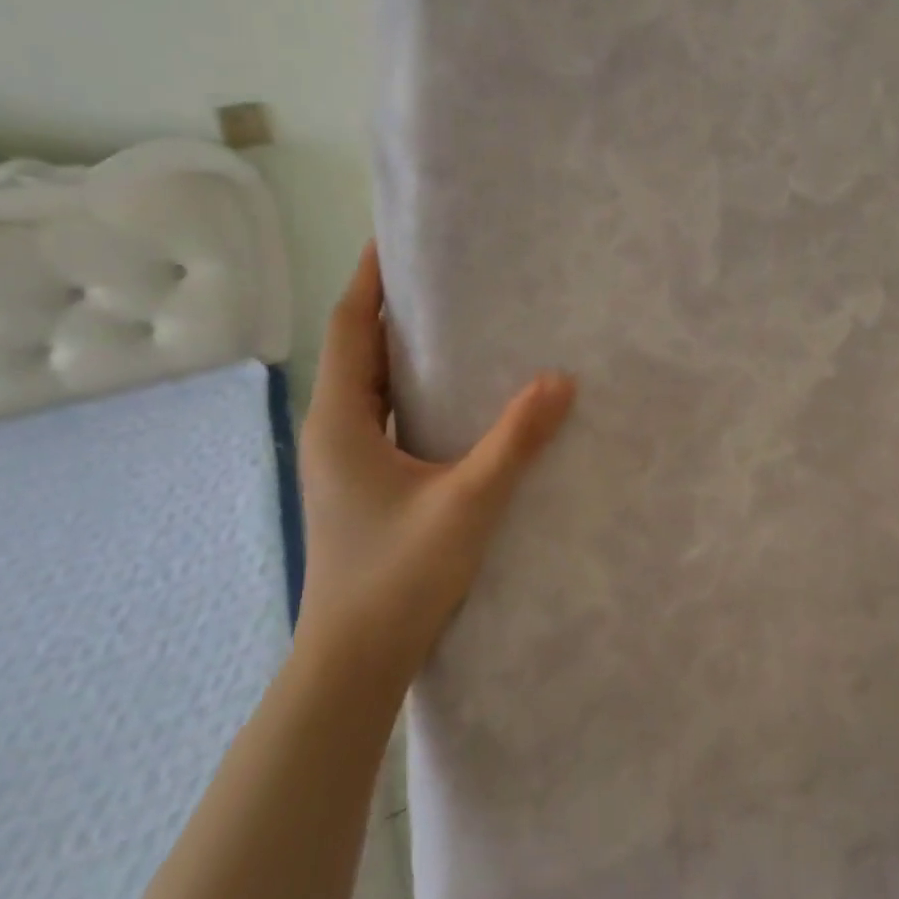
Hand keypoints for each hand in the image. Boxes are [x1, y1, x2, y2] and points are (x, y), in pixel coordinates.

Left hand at [296, 243, 575, 681]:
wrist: (355, 661)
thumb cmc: (399, 576)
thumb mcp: (468, 502)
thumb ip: (516, 439)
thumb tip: (562, 380)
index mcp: (342, 421)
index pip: (352, 327)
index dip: (370, 278)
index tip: (396, 236)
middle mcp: (335, 431)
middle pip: (361, 350)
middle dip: (397, 307)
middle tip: (450, 273)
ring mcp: (346, 462)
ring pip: (375, 386)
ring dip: (407, 351)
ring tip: (461, 322)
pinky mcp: (365, 485)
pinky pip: (389, 417)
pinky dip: (416, 391)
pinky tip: (460, 396)